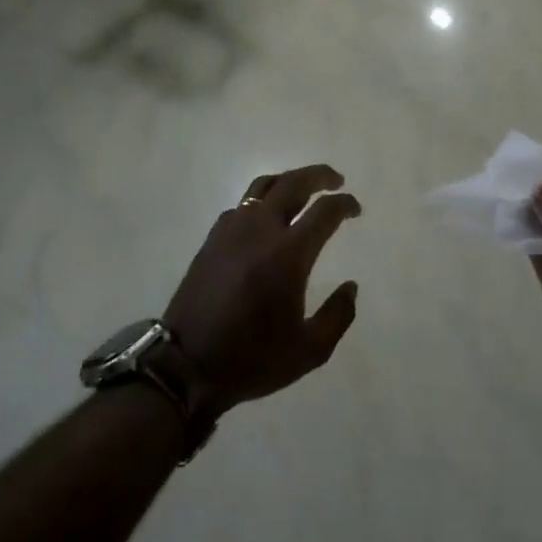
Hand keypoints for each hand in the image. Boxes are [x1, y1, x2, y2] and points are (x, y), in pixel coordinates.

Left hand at [163, 165, 361, 418]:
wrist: (186, 366)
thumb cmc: (252, 359)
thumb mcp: (310, 350)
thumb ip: (338, 315)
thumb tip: (351, 286)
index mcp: (288, 254)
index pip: (325, 211)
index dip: (344, 204)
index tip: (355, 208)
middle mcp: (260, 230)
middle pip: (293, 183)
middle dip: (319, 175)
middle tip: (336, 180)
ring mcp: (231, 231)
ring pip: (263, 186)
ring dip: (288, 181)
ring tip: (303, 189)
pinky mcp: (212, 239)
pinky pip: (242, 205)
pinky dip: (262, 201)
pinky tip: (267, 218)